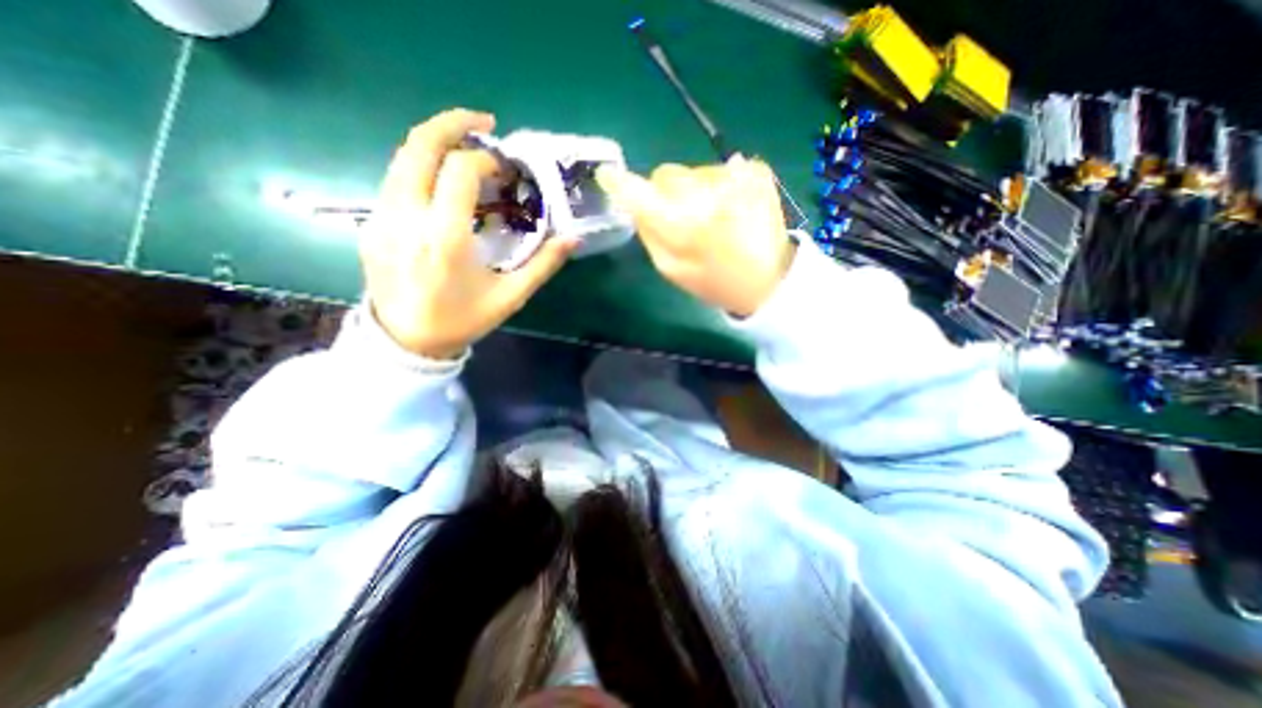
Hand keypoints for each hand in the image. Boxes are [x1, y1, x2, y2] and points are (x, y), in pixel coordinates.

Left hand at [363, 108, 577, 358]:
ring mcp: (382, 217)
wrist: (407, 342)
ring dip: (436, 142)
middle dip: (453, 123)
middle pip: (420, 145)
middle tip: (484, 123)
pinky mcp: (371, 222)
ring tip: (465, 147)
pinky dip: (422, 166)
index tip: (505, 168)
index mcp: (445, 237)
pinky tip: (443, 182)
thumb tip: (573, 239)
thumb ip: (543, 265)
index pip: (460, 171)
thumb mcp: (510, 297)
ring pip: (403, 157)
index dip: (486, 159)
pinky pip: (396, 179)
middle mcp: (407, 217)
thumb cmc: (463, 320)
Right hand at [597, 157, 791, 317]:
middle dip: (665, 192)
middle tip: (681, 216)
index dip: (620, 183)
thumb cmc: (713, 281)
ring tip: (714, 218)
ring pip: (694, 171)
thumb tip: (636, 202)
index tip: (608, 175)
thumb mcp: (671, 269)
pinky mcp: (757, 169)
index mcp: (682, 225)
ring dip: (695, 190)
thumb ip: (649, 234)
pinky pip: (722, 169)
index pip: (639, 192)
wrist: (768, 279)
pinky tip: (733, 209)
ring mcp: (735, 177)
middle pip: (666, 174)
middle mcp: (706, 194)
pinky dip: (721, 186)